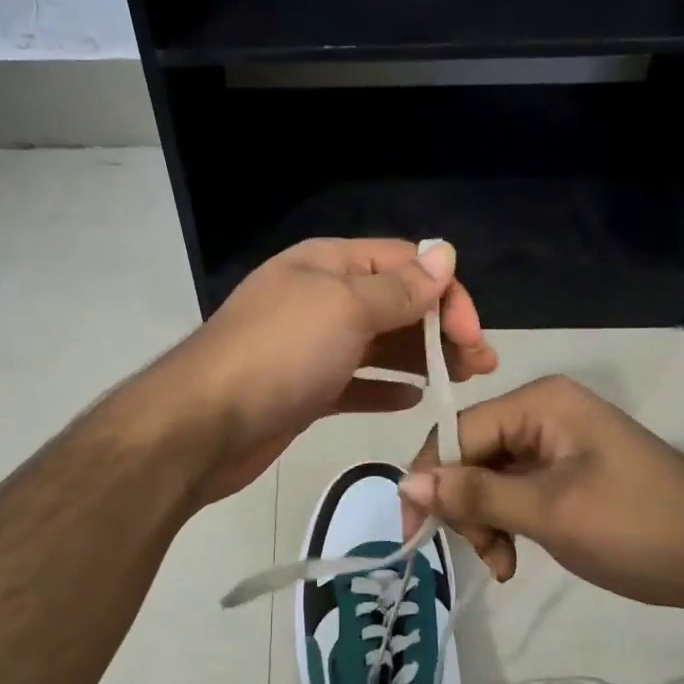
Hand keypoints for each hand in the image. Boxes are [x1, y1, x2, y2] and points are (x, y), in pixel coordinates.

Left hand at [163, 238, 496, 503]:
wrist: (203, 426)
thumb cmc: (279, 355)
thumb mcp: (344, 308)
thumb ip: (397, 288)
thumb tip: (443, 257)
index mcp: (328, 265)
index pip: (404, 264)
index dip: (445, 293)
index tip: (472, 336)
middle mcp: (320, 298)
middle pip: (395, 303)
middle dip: (440, 328)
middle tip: (481, 364)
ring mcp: (310, 347)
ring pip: (379, 344)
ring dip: (421, 358)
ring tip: (461, 381)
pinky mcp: (304, 390)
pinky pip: (356, 382)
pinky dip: (385, 386)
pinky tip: (413, 400)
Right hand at [397, 375, 683, 609]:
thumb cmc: (638, 527)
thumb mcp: (549, 512)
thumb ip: (475, 494)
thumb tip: (404, 482)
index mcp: (539, 403)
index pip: (457, 432)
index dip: (430, 479)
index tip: (414, 531)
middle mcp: (543, 412)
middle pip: (471, 454)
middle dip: (465, 507)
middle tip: (482, 554)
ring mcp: (556, 443)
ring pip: (489, 478)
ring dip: (485, 522)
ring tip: (503, 564)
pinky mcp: (568, 472)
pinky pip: (516, 491)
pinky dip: (508, 524)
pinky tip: (513, 559)